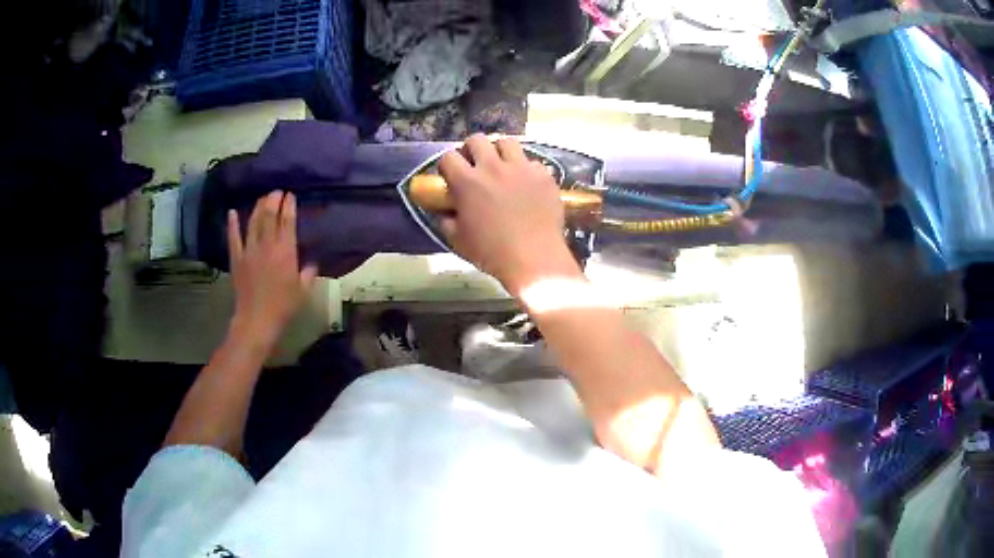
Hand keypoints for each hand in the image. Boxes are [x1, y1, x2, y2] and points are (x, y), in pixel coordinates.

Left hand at [227, 191, 316, 346]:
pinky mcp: (237, 258)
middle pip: (269, 215)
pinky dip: (232, 224)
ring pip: (253, 221)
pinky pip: (233, 237)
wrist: (257, 320)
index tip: (291, 195)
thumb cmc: (284, 306)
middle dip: (273, 200)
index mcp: (286, 251)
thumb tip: (311, 264)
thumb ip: (308, 273)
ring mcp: (249, 250)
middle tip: (277, 192)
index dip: (289, 205)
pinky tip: (232, 212)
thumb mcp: (303, 291)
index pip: (287, 221)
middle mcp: (267, 245)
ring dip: (258, 207)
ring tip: (262, 198)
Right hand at [438, 135, 579, 294]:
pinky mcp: (543, 175)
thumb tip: (444, 211)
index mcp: (467, 182)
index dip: (447, 165)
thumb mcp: (458, 239)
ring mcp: (521, 168)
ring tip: (502, 166)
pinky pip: (532, 162)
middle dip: (472, 149)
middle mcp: (493, 167)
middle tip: (475, 165)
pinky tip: (527, 184)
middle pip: (477, 140)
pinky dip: (526, 170)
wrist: (534, 259)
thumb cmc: (491, 252)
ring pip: (507, 142)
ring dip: (500, 151)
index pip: (448, 157)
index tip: (450, 175)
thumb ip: (446, 220)